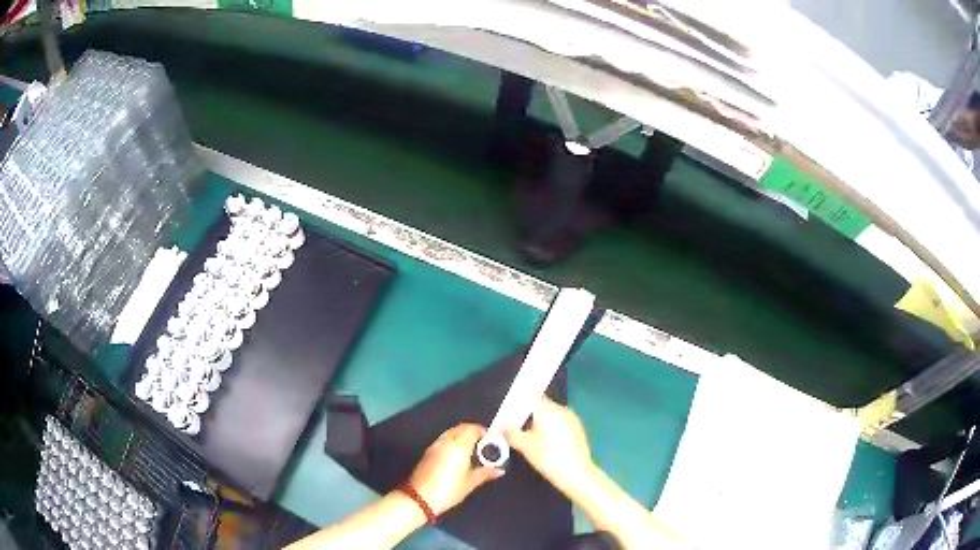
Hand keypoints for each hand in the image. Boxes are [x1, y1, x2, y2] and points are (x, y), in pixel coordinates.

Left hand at [407, 423, 501, 514]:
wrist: (419, 498)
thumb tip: (499, 470)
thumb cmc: (448, 490)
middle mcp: (446, 441)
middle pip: (461, 428)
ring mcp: (435, 445)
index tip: (492, 440)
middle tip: (484, 444)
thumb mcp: (470, 483)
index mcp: (459, 446)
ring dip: (463, 435)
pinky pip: (444, 439)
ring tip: (473, 449)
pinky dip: (453, 440)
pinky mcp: (428, 452)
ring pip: (451, 432)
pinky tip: (459, 454)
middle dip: (474, 432)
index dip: (484, 432)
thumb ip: (485, 473)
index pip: (472, 429)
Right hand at [504, 397, 595, 498]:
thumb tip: (499, 427)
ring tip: (528, 438)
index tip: (507, 415)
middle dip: (527, 416)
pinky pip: (559, 424)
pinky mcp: (578, 429)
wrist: (576, 474)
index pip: (530, 397)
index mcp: (548, 408)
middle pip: (540, 406)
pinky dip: (550, 430)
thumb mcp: (524, 446)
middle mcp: (562, 409)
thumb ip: (510, 433)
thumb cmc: (548, 457)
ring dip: (539, 424)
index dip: (517, 405)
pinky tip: (544, 444)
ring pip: (550, 416)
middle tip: (514, 429)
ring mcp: (572, 419)